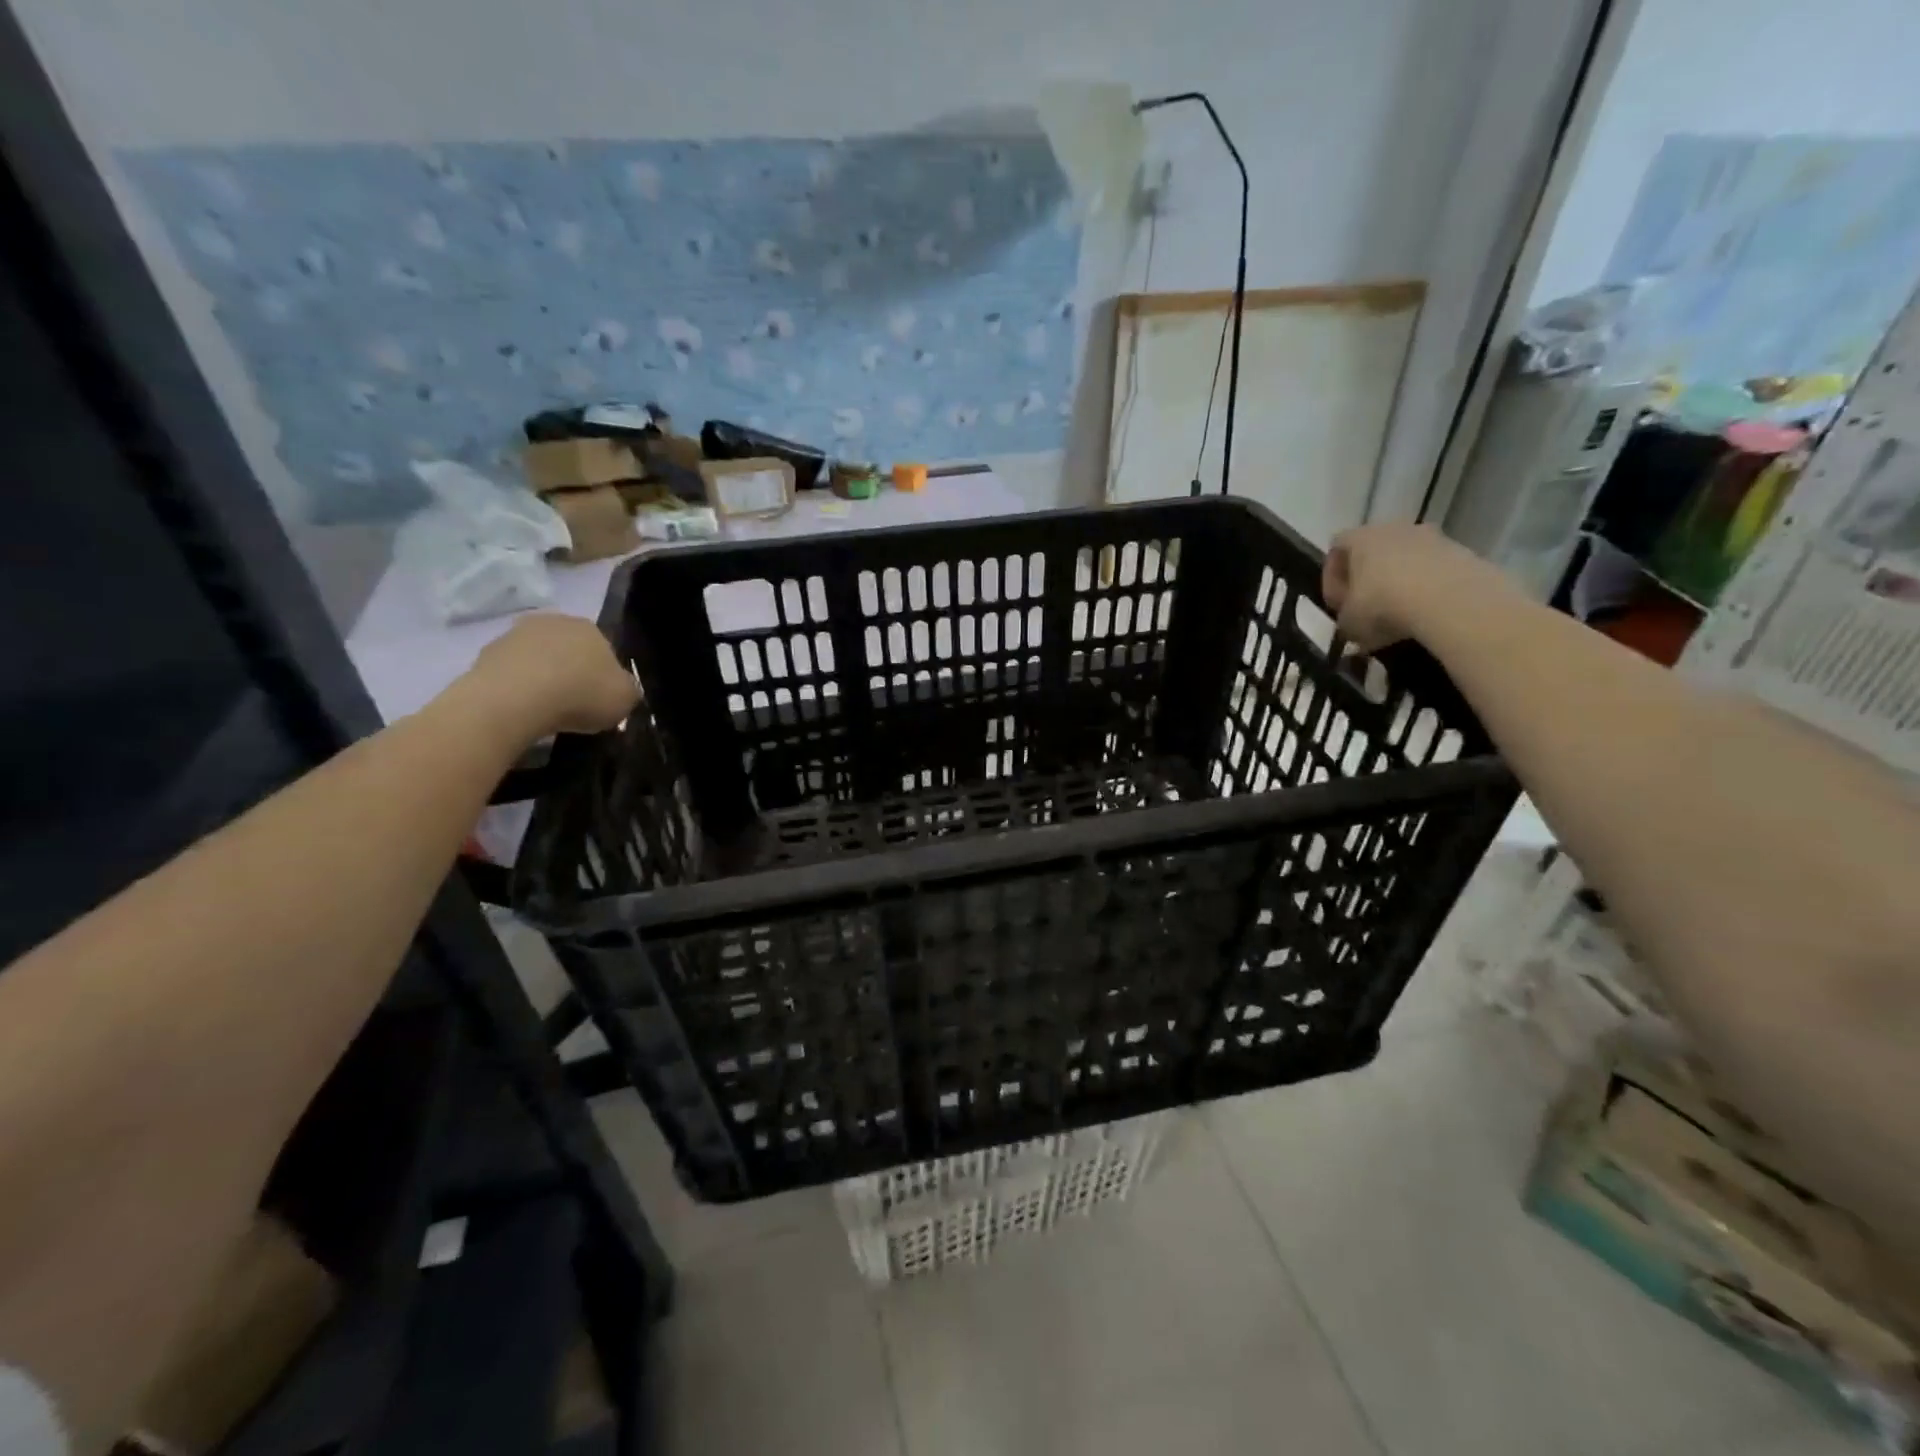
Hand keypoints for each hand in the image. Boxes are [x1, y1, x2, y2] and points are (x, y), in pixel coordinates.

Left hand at [458, 615, 639, 741]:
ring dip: (542, 677)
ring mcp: (515, 634)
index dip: (604, 676)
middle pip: (569, 649)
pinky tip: (522, 709)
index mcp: (590, 627)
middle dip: (572, 671)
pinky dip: (517, 687)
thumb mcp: (625, 699)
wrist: (514, 700)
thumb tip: (621, 688)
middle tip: (574, 703)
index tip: (601, 699)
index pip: (604, 649)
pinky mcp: (486, 653)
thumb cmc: (580, 695)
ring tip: (545, 710)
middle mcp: (554, 621)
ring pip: (538, 658)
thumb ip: (627, 690)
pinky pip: (511, 672)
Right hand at [1322, 523, 1500, 651]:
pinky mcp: (1461, 551)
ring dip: (1400, 582)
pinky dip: (1428, 588)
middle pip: (1374, 550)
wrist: (1450, 600)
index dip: (1333, 579)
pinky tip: (1427, 612)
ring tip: (1401, 614)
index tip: (1338, 605)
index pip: (1336, 549)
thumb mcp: (1349, 623)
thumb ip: (1345, 619)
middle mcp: (1393, 528)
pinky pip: (1435, 569)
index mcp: (1359, 538)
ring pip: (1407, 558)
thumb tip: (1353, 623)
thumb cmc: (1383, 605)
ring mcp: (1431, 536)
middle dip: (1369, 578)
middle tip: (1368, 608)